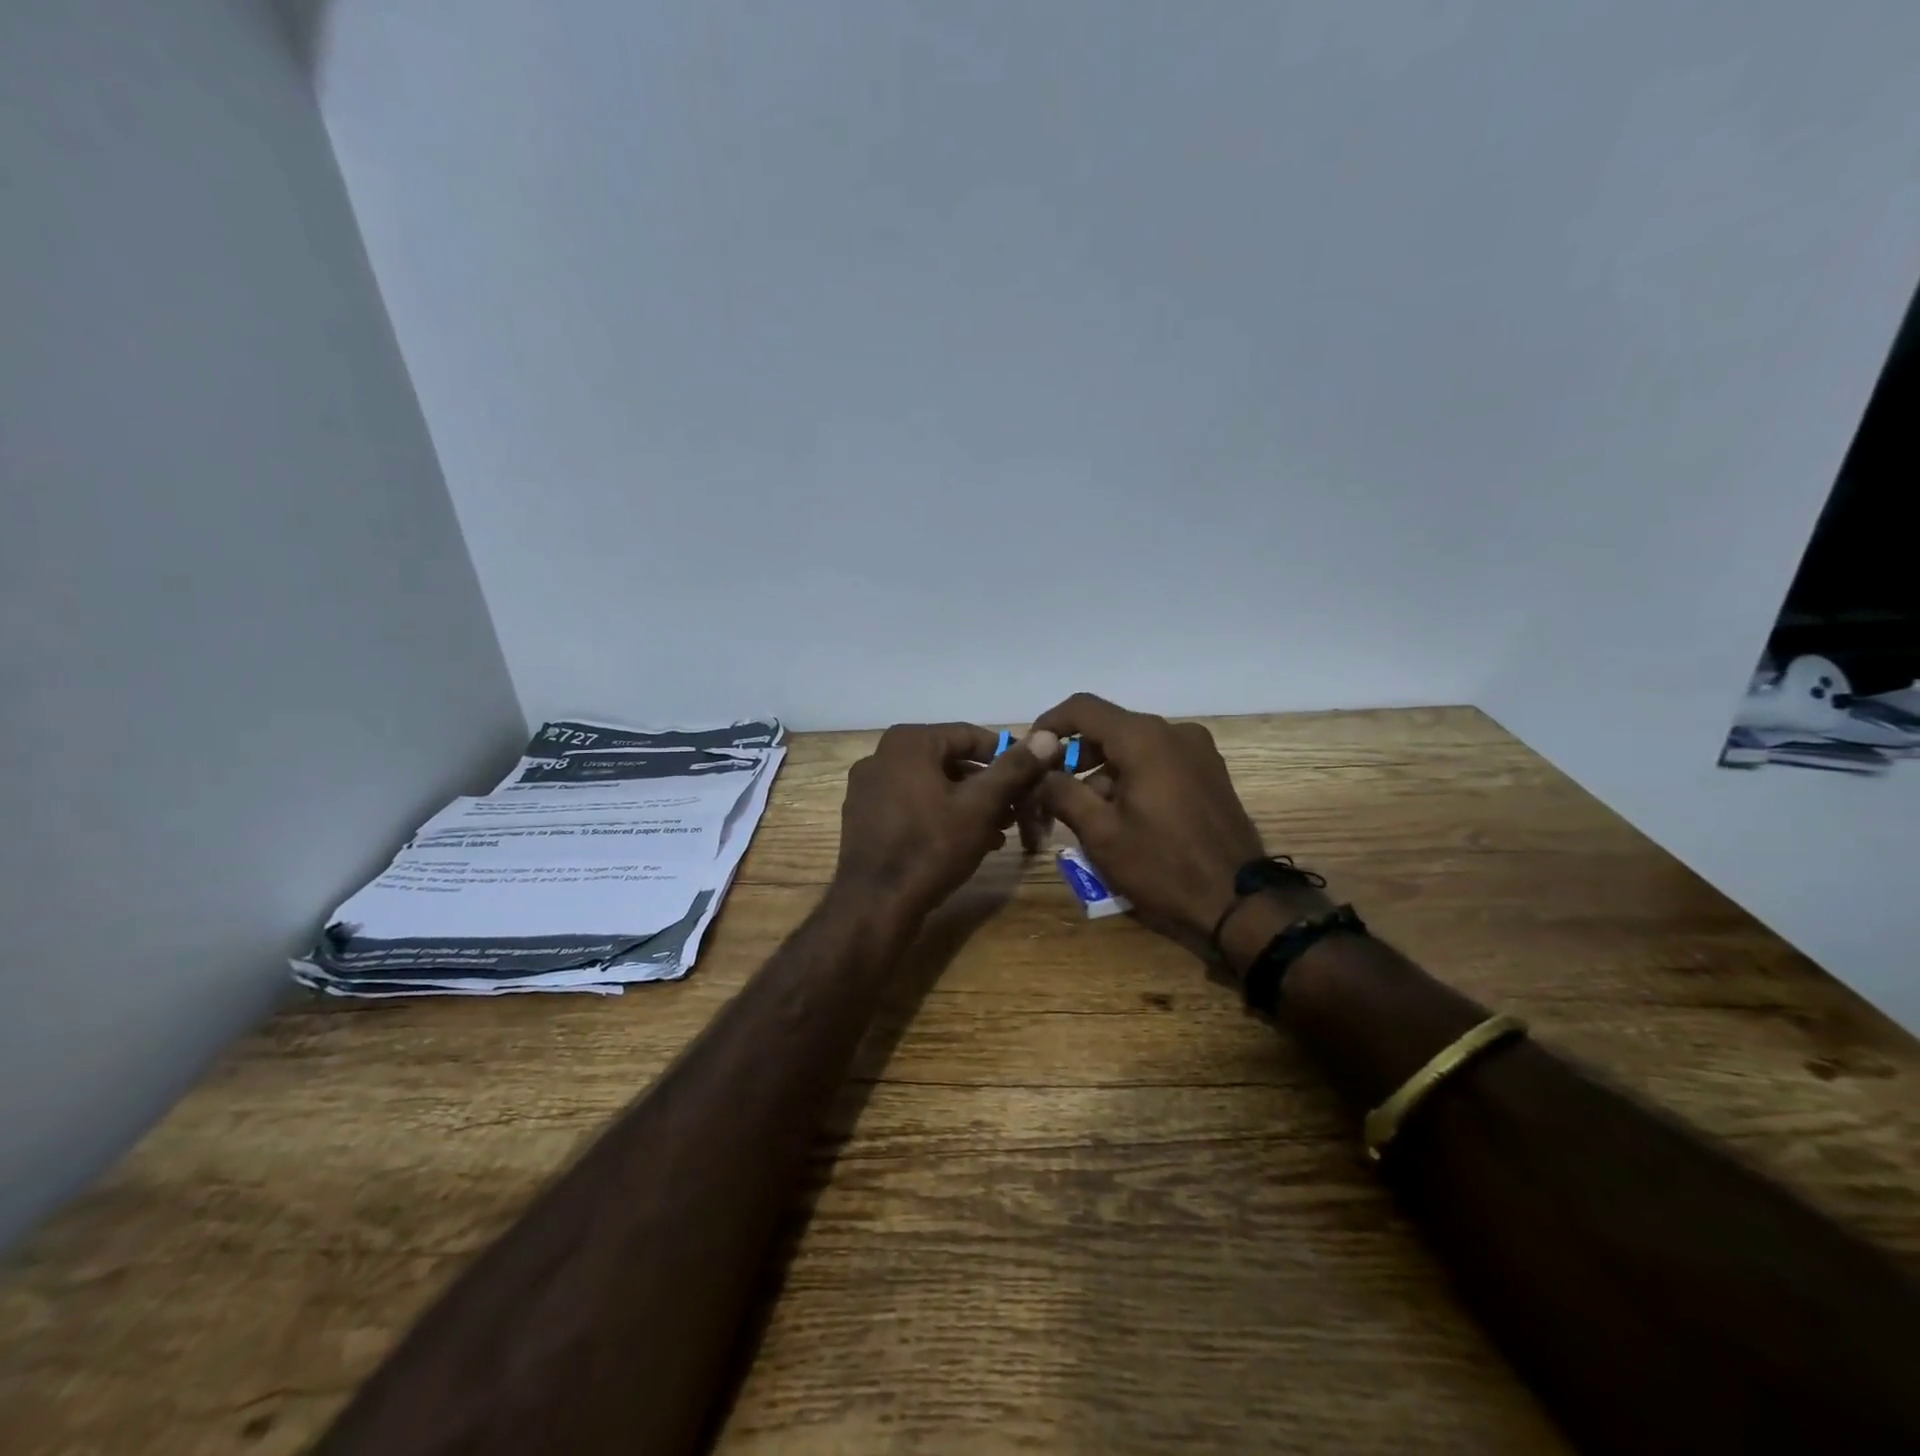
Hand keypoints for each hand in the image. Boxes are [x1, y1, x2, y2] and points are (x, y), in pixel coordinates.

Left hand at [833, 723, 1059, 931]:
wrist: (874, 905)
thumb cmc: (931, 847)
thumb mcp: (981, 806)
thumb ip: (1014, 769)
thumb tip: (1047, 736)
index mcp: (908, 742)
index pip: (970, 736)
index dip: (1006, 757)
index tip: (1031, 781)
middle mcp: (881, 756)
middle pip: (950, 761)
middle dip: (987, 786)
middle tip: (1016, 812)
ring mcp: (868, 788)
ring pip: (932, 785)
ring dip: (967, 804)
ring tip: (997, 832)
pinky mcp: (864, 817)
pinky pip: (911, 805)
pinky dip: (940, 816)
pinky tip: (964, 843)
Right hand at [1034, 694, 1315, 947]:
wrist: (1239, 902)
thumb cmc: (1162, 866)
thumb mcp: (1101, 833)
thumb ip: (1062, 792)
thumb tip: (1040, 770)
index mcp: (1144, 739)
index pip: (1083, 708)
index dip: (1050, 724)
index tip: (1030, 750)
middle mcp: (1173, 732)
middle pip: (1109, 728)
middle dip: (1076, 756)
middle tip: (1053, 791)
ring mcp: (1197, 750)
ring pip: (1134, 746)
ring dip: (1103, 771)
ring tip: (1087, 814)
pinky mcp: (1209, 771)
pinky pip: (1158, 760)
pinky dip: (1132, 776)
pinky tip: (1123, 815)